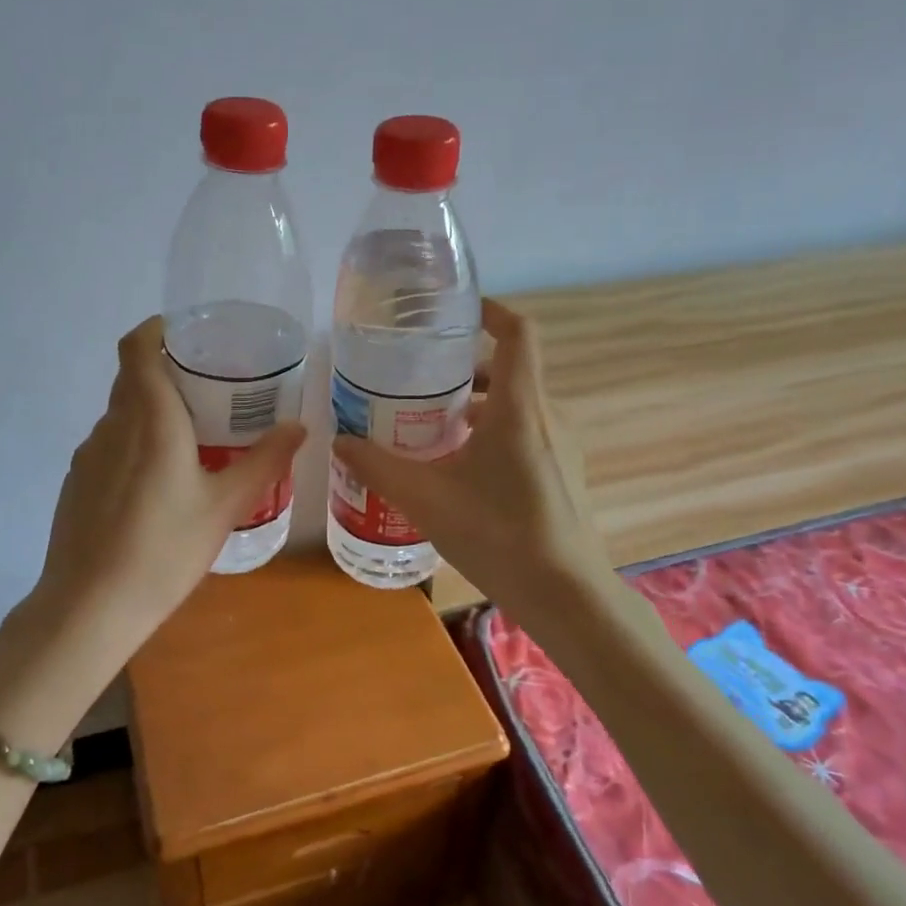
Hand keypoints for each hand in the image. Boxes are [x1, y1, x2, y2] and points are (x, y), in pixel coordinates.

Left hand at [27, 313, 306, 654]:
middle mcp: (112, 425)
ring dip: (152, 412)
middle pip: (133, 378)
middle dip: (168, 373)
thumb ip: (265, 461)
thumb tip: (299, 426)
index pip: (137, 346)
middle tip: (211, 390)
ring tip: (192, 438)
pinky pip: (110, 445)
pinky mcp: (77, 482)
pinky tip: (158, 484)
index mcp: (149, 418)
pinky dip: (135, 444)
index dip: (158, 329)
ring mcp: (88, 454)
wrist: (90, 607)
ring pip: (122, 414)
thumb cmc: (165, 549)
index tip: (190, 336)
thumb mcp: (226, 505)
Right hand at [331, 299, 610, 617]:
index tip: (455, 310)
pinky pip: (525, 432)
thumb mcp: (425, 498)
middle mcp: (547, 416)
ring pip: (515, 404)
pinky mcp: (564, 472)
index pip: (518, 333)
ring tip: (429, 424)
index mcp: (519, 407)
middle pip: (508, 370)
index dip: (491, 310)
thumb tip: (339, 441)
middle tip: (417, 379)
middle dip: (463, 367)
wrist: (566, 595)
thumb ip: (378, 466)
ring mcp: (562, 445)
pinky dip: (492, 431)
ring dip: (475, 404)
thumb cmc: (498, 535)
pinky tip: (459, 467)